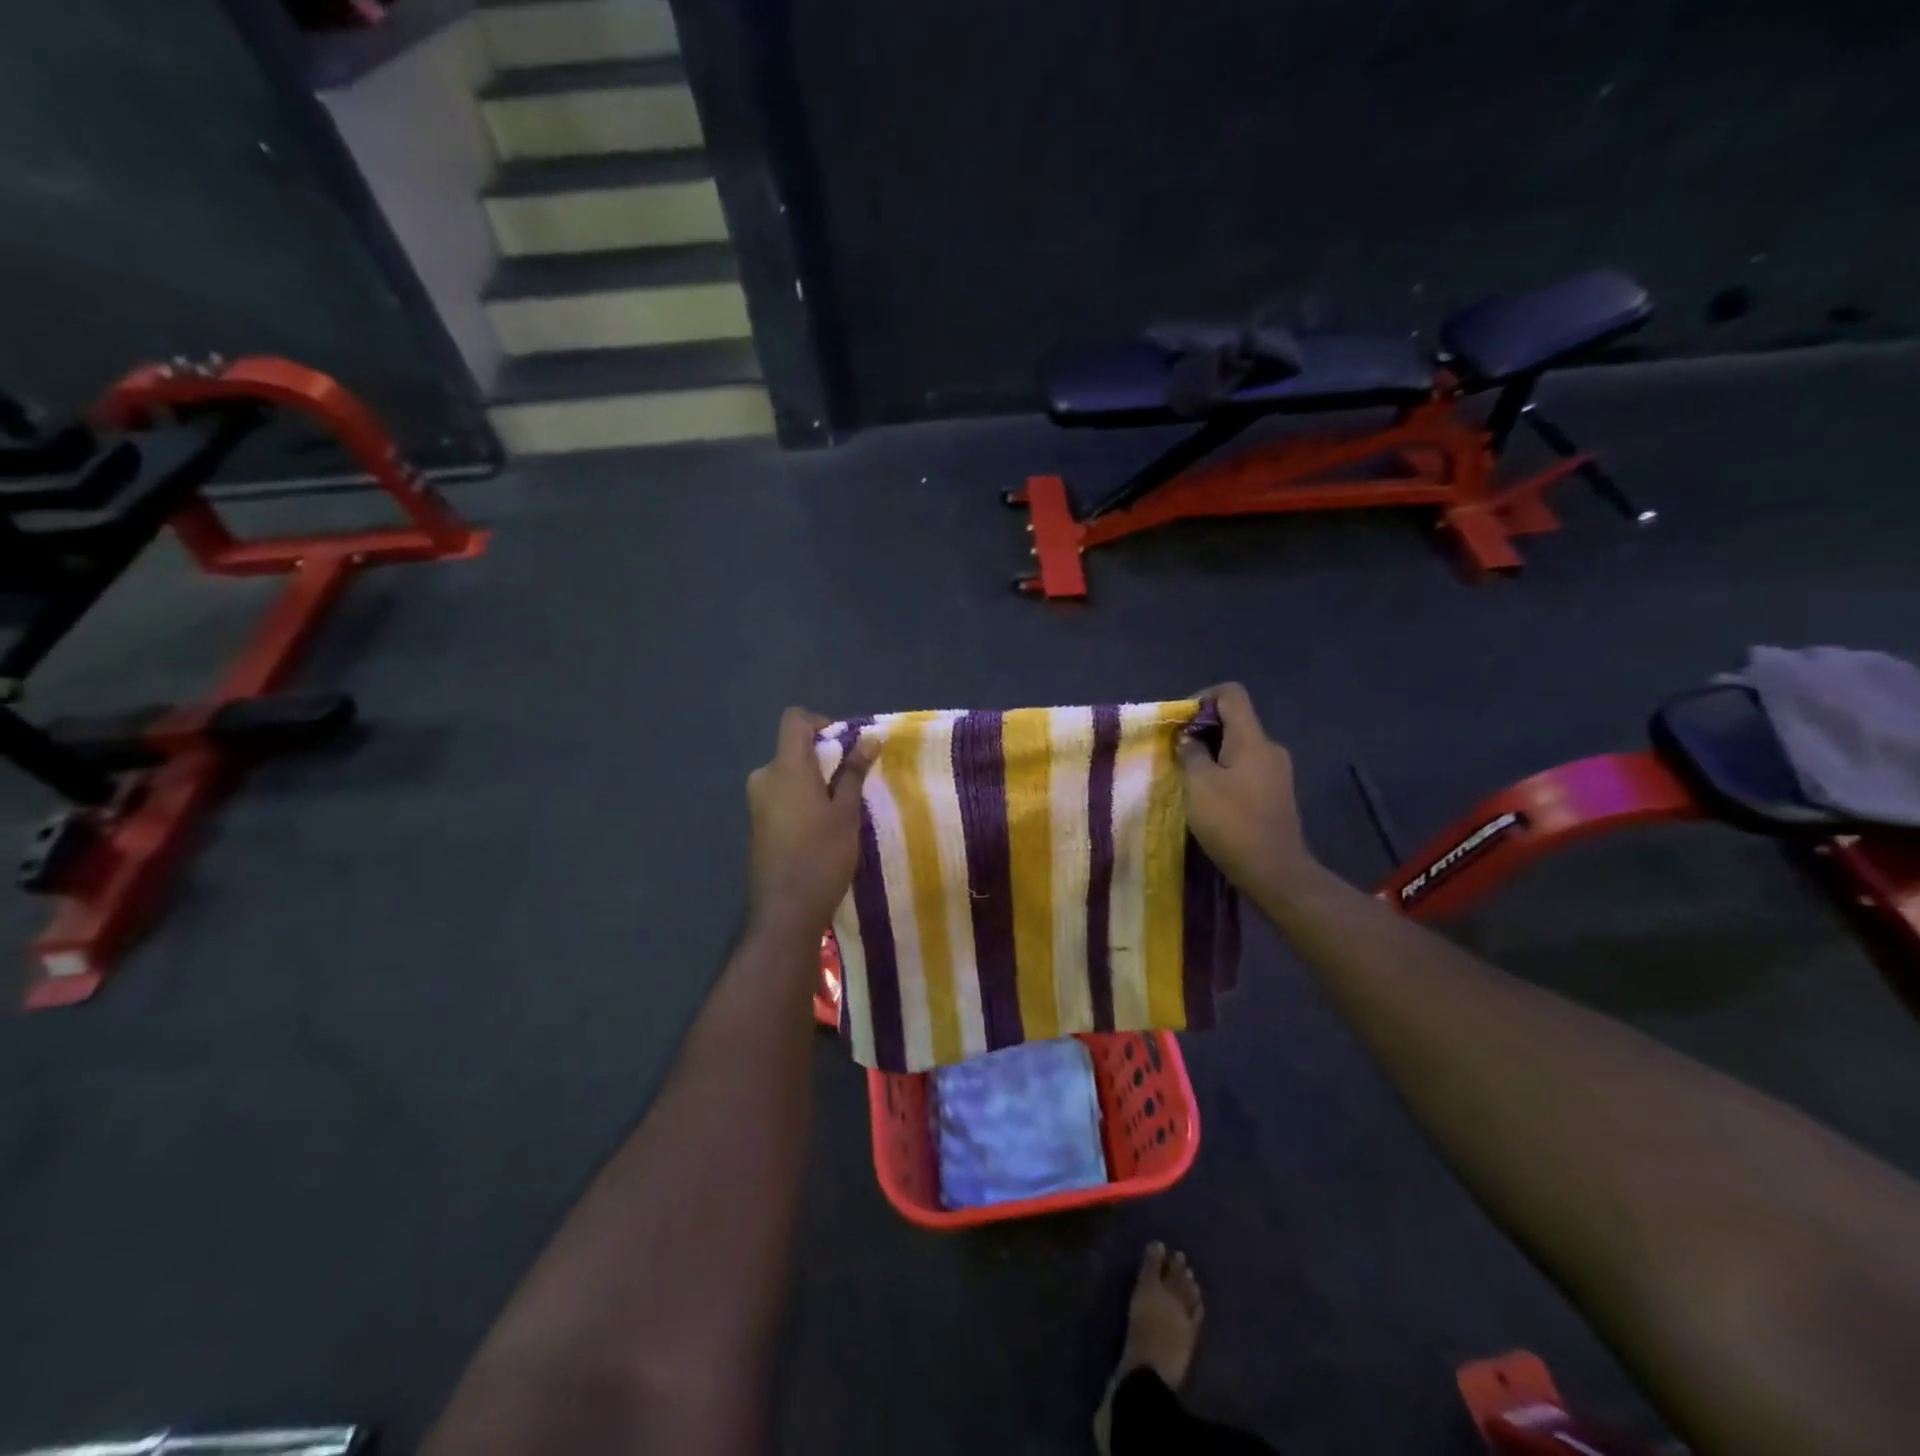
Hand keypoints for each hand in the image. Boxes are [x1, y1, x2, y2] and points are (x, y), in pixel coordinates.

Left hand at [746, 708, 877, 940]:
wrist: (785, 911)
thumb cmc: (821, 856)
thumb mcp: (845, 812)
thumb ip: (853, 772)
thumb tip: (869, 738)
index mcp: (785, 767)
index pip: (794, 720)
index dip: (821, 722)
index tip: (846, 745)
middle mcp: (764, 778)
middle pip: (793, 749)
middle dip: (824, 757)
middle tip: (854, 782)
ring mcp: (757, 803)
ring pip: (789, 775)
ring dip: (815, 781)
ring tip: (843, 808)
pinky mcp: (758, 825)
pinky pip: (782, 797)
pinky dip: (803, 800)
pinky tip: (823, 829)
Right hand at [1176, 683, 1315, 892]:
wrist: (1274, 871)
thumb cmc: (1232, 822)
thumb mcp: (1199, 785)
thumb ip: (1191, 753)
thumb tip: (1189, 738)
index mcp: (1252, 739)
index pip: (1231, 694)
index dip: (1202, 697)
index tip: (1180, 722)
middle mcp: (1269, 748)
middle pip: (1235, 721)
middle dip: (1203, 730)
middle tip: (1176, 752)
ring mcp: (1276, 772)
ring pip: (1239, 748)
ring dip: (1212, 754)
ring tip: (1188, 776)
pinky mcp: (1276, 794)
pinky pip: (1246, 770)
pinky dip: (1225, 773)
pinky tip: (1208, 796)